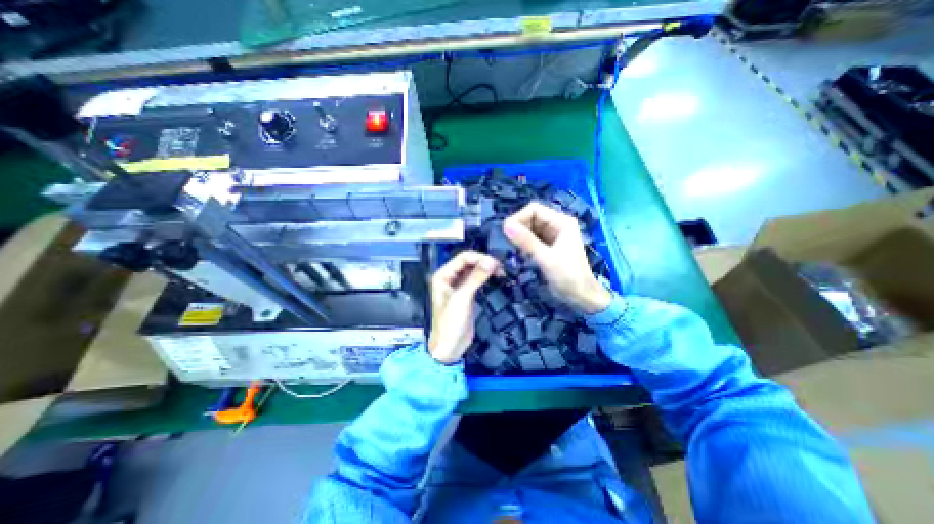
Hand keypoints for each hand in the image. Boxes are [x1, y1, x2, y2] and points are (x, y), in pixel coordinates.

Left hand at [431, 251, 502, 362]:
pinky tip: (494, 278)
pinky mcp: (466, 294)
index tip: (495, 263)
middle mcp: (449, 277)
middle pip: (468, 262)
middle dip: (484, 262)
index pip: (463, 258)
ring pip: (473, 270)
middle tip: (500, 268)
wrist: (450, 347)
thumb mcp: (462, 298)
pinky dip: (485, 277)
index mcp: (443, 275)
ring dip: (486, 269)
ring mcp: (458, 286)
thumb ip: (476, 278)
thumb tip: (491, 261)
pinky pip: (476, 280)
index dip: (479, 258)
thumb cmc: (450, 323)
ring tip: (500, 272)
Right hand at [503, 203, 613, 312]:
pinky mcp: (547, 247)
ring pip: (529, 230)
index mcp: (561, 221)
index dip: (518, 217)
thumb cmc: (568, 276)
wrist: (581, 297)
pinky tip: (517, 253)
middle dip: (518, 228)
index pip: (534, 209)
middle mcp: (556, 225)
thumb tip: (505, 225)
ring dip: (519, 237)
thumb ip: (526, 241)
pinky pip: (531, 240)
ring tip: (509, 248)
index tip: (506, 232)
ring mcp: (552, 236)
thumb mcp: (546, 258)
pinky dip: (523, 245)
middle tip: (506, 243)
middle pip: (530, 218)